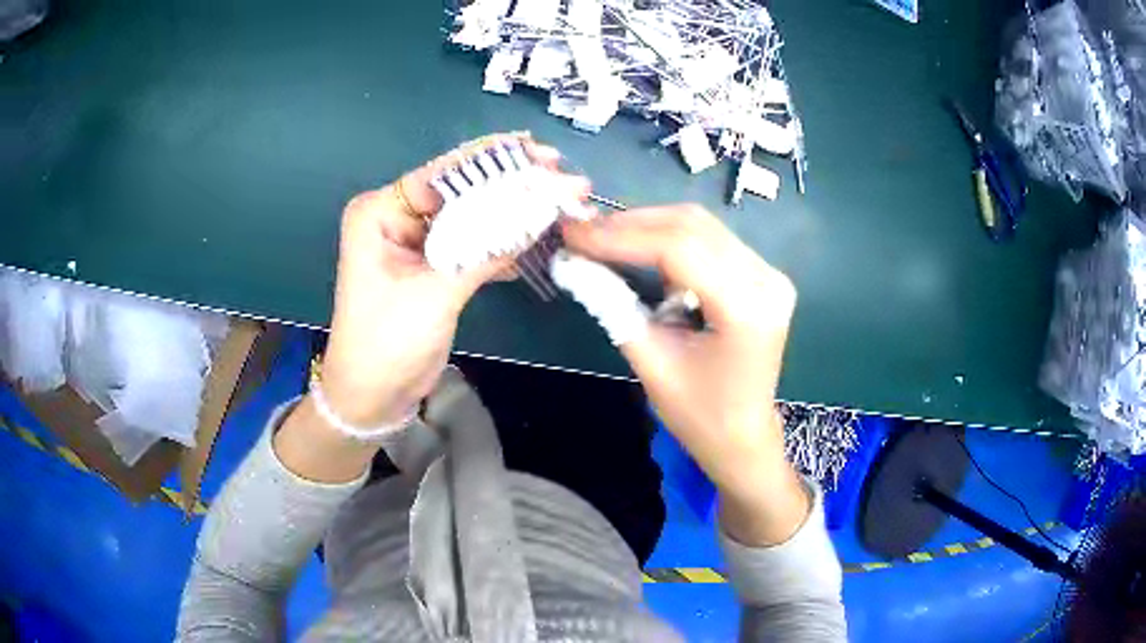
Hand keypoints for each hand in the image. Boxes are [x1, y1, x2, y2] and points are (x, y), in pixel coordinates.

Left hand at [276, 133, 589, 482]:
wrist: (372, 397)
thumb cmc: (387, 343)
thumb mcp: (435, 293)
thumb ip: (486, 249)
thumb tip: (540, 210)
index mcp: (381, 211)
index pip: (445, 173)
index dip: (497, 162)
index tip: (543, 155)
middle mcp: (396, 216)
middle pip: (461, 189)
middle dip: (510, 183)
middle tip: (560, 175)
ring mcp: (415, 241)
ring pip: (471, 214)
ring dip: (512, 211)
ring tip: (558, 200)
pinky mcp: (432, 265)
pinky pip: (472, 241)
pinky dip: (501, 241)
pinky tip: (535, 237)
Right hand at [562, 205, 808, 545]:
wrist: (742, 437)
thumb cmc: (699, 415)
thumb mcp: (651, 364)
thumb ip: (613, 306)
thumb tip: (574, 262)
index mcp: (746, 308)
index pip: (678, 249)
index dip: (619, 235)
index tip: (572, 234)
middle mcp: (766, 279)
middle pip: (691, 225)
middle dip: (629, 223)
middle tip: (581, 231)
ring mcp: (769, 274)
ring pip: (700, 225)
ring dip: (647, 226)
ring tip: (601, 238)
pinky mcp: (761, 274)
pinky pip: (709, 240)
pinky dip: (668, 239)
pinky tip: (638, 249)